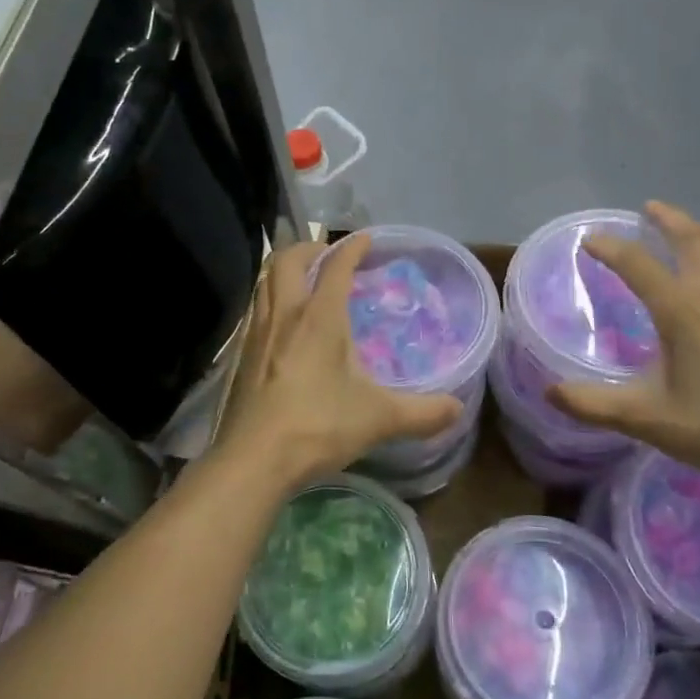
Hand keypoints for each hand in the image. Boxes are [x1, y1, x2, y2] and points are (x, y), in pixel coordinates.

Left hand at [217, 234, 462, 487]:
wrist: (254, 459)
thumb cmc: (319, 427)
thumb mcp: (379, 419)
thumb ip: (422, 412)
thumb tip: (457, 409)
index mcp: (319, 317)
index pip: (336, 267)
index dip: (352, 248)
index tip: (366, 239)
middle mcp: (285, 315)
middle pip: (288, 260)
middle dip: (309, 248)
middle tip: (328, 255)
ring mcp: (257, 334)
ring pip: (265, 282)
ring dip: (285, 271)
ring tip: (304, 281)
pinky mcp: (242, 356)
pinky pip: (256, 310)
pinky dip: (271, 300)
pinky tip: (283, 326)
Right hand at [545, 202, 699, 491]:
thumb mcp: (648, 419)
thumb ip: (594, 404)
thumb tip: (549, 391)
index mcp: (684, 312)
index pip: (639, 265)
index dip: (610, 248)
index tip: (589, 240)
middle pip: (694, 240)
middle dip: (669, 220)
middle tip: (649, 208)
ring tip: (689, 232)